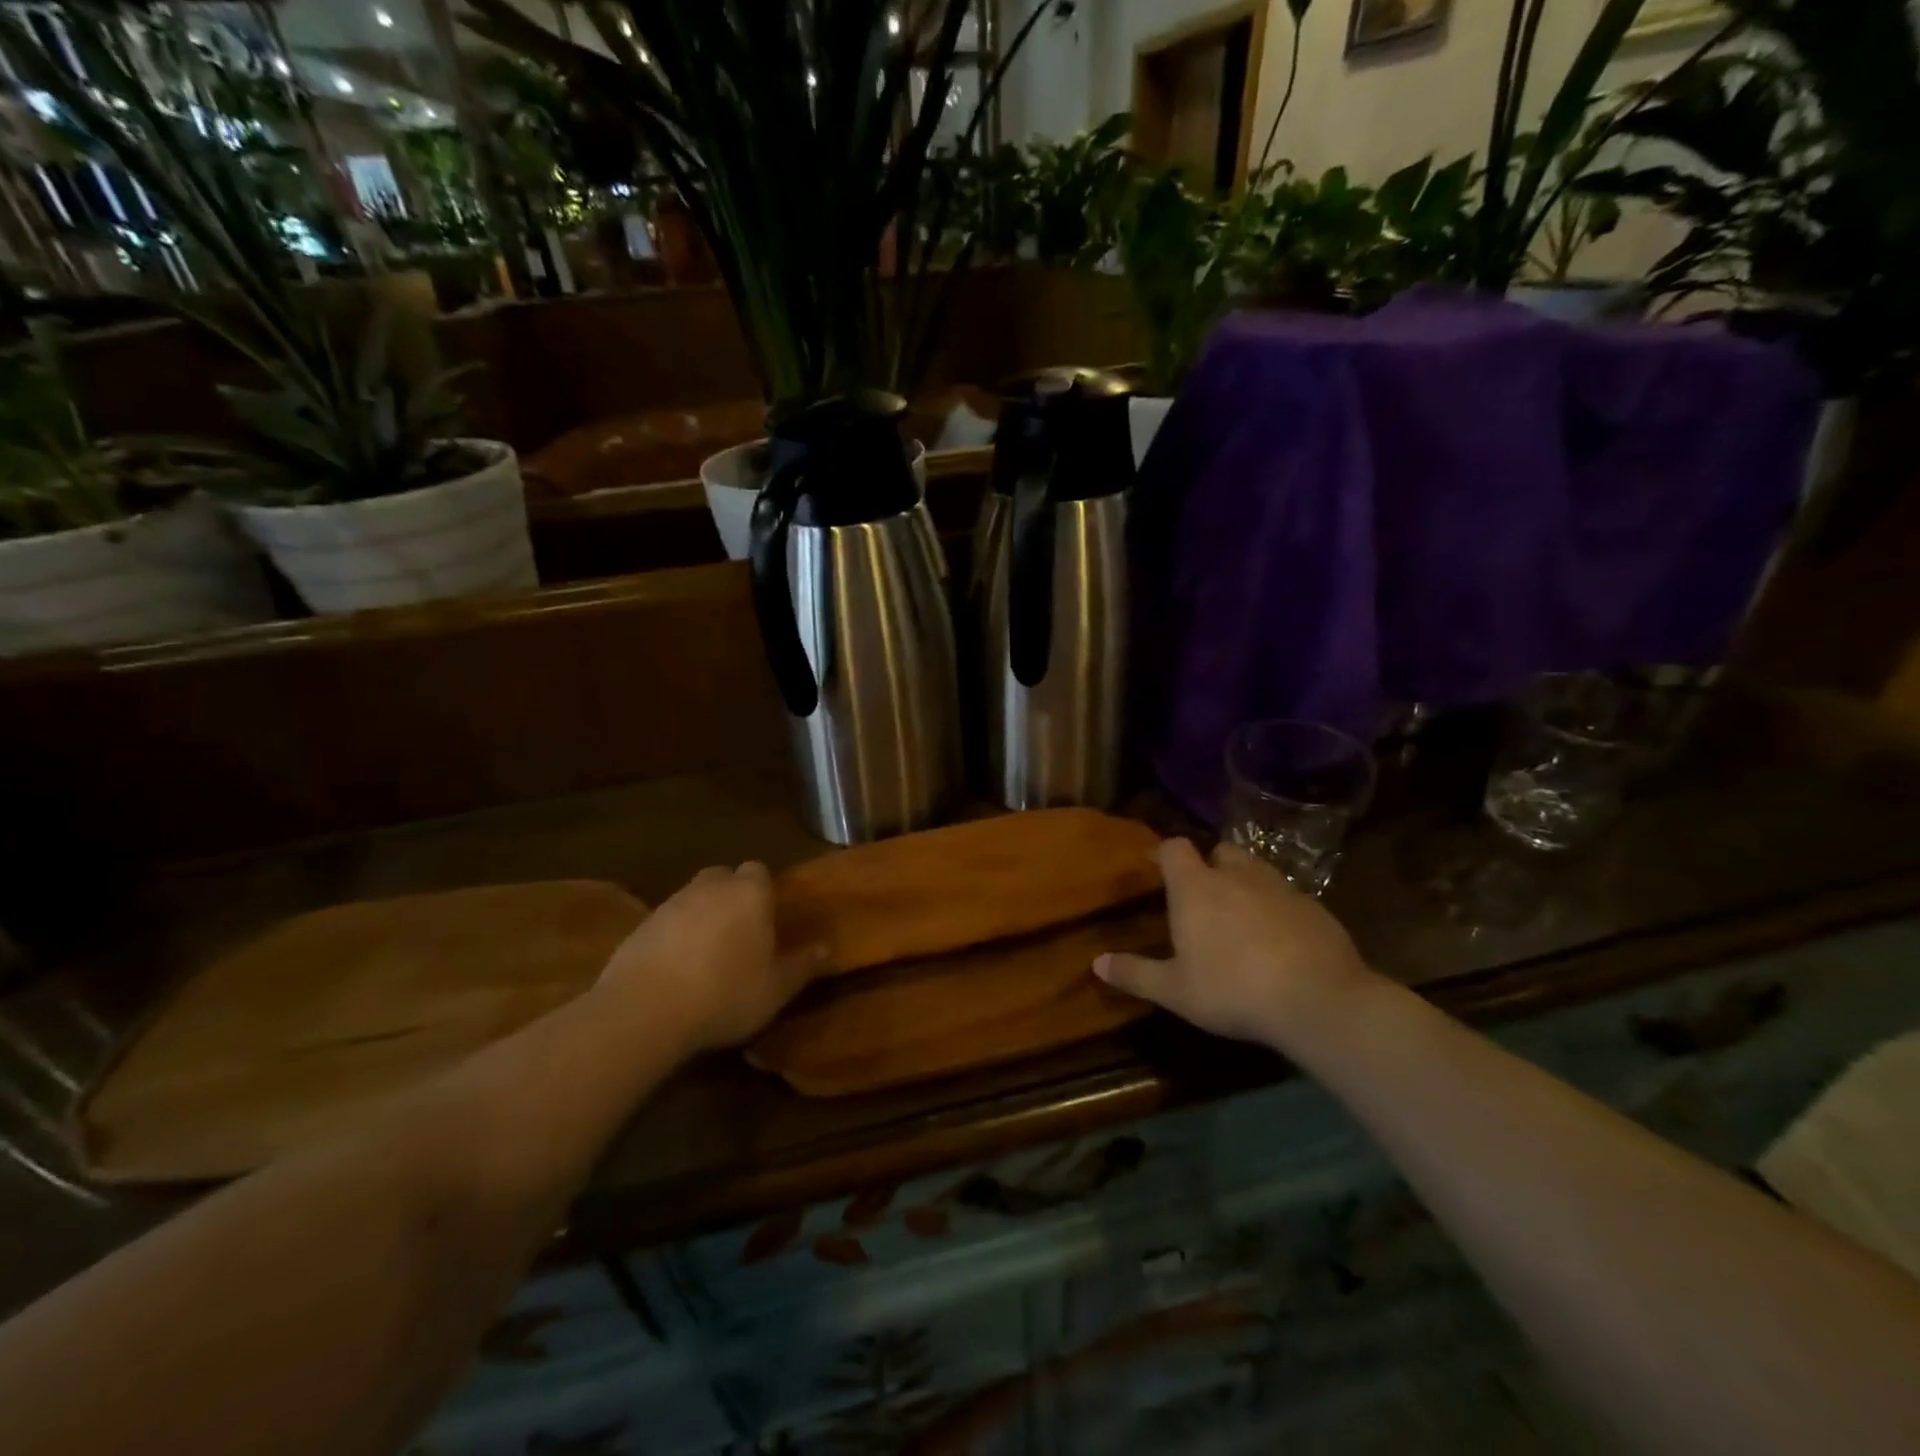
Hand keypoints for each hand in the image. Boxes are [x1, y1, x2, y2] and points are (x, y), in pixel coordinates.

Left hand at [596, 863, 822, 1054]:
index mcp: (749, 893)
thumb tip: (827, 947)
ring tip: (707, 954)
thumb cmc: (725, 994)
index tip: (768, 918)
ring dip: (702, 916)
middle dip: (732, 896)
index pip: (759, 870)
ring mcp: (671, 903)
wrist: (645, 1011)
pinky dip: (673, 936)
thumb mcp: (777, 988)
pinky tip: (676, 969)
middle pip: (724, 877)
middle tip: (740, 931)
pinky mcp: (640, 926)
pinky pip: (666, 922)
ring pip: (694, 898)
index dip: (764, 891)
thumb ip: (803, 965)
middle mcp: (710, 887)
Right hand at [1095, 840, 1375, 1048]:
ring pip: (1256, 870)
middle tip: (1202, 894)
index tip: (1155, 867)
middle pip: (1219, 851)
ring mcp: (1280, 887)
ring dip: (1244, 883)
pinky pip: (1287, 896)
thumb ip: (1135, 973)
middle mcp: (1237, 876)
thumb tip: (1096, 963)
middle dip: (1209, 865)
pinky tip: (1278, 939)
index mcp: (1196, 887)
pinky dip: (1277, 908)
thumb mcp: (1175, 990)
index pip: (1174, 848)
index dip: (1163, 853)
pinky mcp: (1315, 907)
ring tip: (1240, 915)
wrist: (1318, 1000)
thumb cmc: (1232, 989)